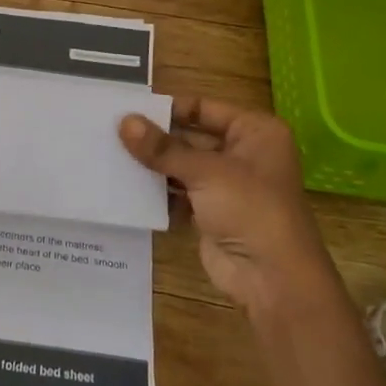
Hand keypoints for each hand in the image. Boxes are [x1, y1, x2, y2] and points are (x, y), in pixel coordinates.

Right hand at [119, 96, 335, 317]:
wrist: (272, 278)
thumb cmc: (250, 209)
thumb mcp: (205, 171)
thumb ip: (162, 148)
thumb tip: (123, 122)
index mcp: (255, 131)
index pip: (203, 107)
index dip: (169, 108)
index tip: (129, 109)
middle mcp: (243, 153)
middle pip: (191, 136)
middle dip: (156, 138)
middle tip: (112, 132)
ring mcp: (228, 185)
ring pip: (183, 166)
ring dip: (154, 165)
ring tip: (112, 155)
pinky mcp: (212, 212)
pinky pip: (179, 193)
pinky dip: (158, 191)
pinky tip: (126, 186)